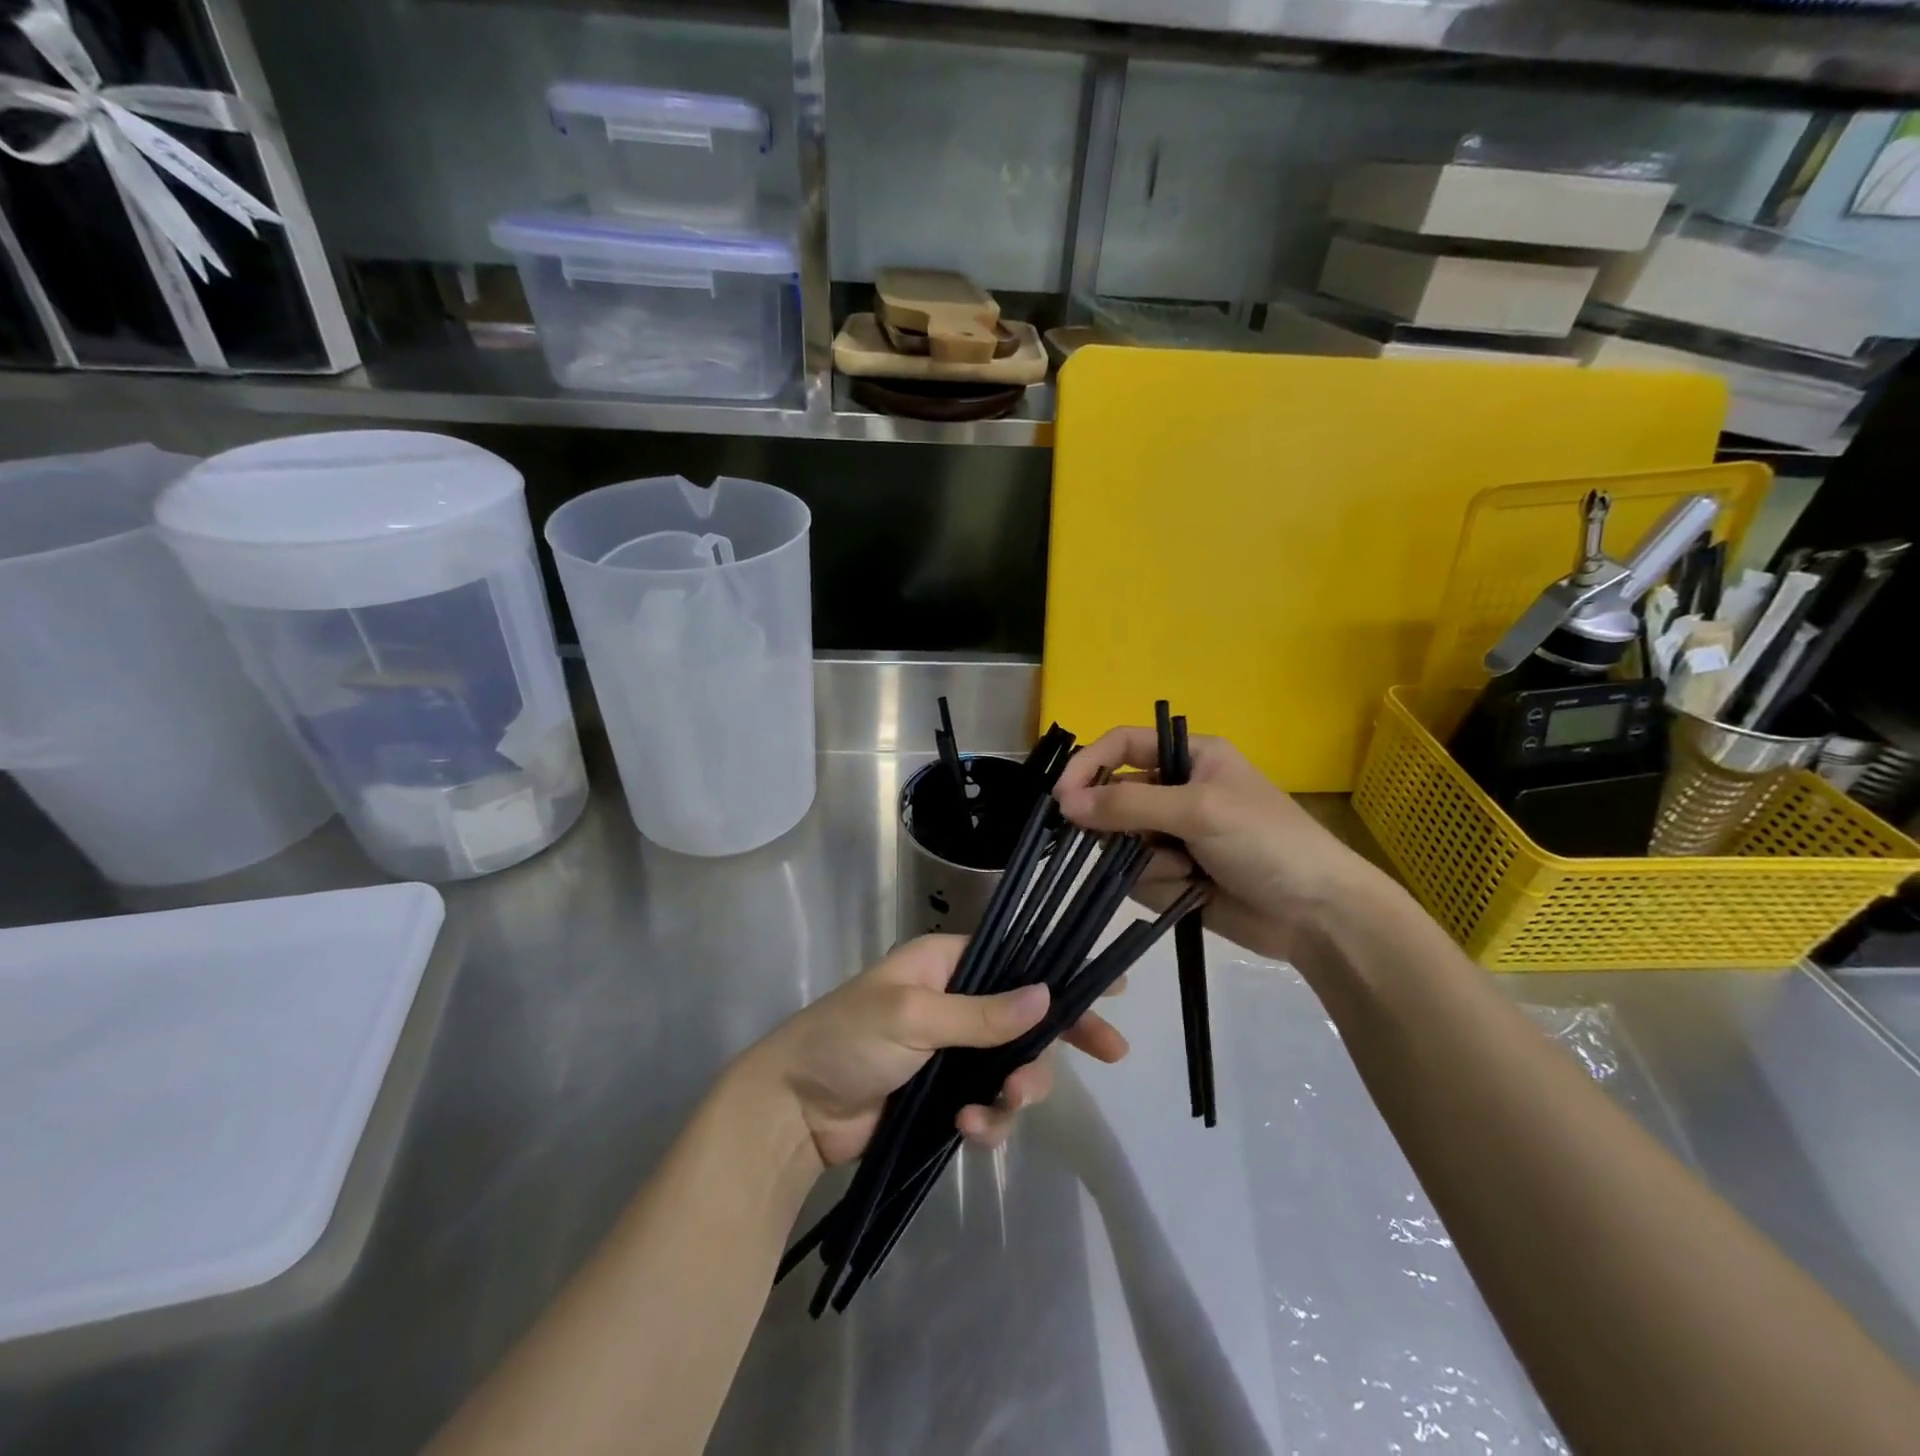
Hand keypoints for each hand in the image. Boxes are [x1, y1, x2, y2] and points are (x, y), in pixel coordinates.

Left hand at [747, 935, 1130, 1173]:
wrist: (794, 1110)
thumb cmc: (848, 1039)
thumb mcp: (913, 1016)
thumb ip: (982, 1012)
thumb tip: (1046, 995)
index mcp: (946, 965)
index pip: (1016, 961)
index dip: (1062, 973)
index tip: (1113, 988)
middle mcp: (956, 1003)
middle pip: (1027, 1018)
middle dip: (1057, 1040)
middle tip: (1109, 1053)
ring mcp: (952, 1054)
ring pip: (1013, 1068)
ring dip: (1017, 1090)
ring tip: (999, 1106)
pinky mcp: (945, 1099)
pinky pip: (988, 1107)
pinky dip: (987, 1121)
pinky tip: (966, 1131)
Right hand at [1054, 727, 1387, 964]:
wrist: (1318, 916)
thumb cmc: (1266, 843)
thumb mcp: (1199, 811)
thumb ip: (1129, 804)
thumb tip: (1065, 803)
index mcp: (1190, 758)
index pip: (1122, 746)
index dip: (1088, 765)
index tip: (1062, 799)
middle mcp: (1178, 791)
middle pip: (1114, 799)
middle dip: (1118, 827)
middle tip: (1128, 844)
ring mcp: (1175, 836)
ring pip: (1122, 844)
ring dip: (1147, 861)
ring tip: (1186, 871)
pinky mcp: (1176, 875)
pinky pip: (1137, 876)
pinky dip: (1160, 885)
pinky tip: (1194, 892)